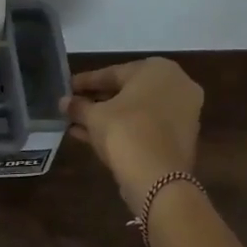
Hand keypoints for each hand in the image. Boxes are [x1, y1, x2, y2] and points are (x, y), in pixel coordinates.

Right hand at [61, 58, 202, 213]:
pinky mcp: (181, 137)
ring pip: (136, 111)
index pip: (113, 72)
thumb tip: (63, 102)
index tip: (67, 87)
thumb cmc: (125, 131)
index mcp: (157, 69)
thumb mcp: (94, 116)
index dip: (86, 82)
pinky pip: (146, 126)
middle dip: (98, 100)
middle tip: (73, 106)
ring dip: (108, 117)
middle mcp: (176, 85)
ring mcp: (183, 112)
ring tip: (77, 124)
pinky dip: (123, 130)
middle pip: (128, 91)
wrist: (157, 176)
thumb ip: (78, 106)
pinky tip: (93, 137)